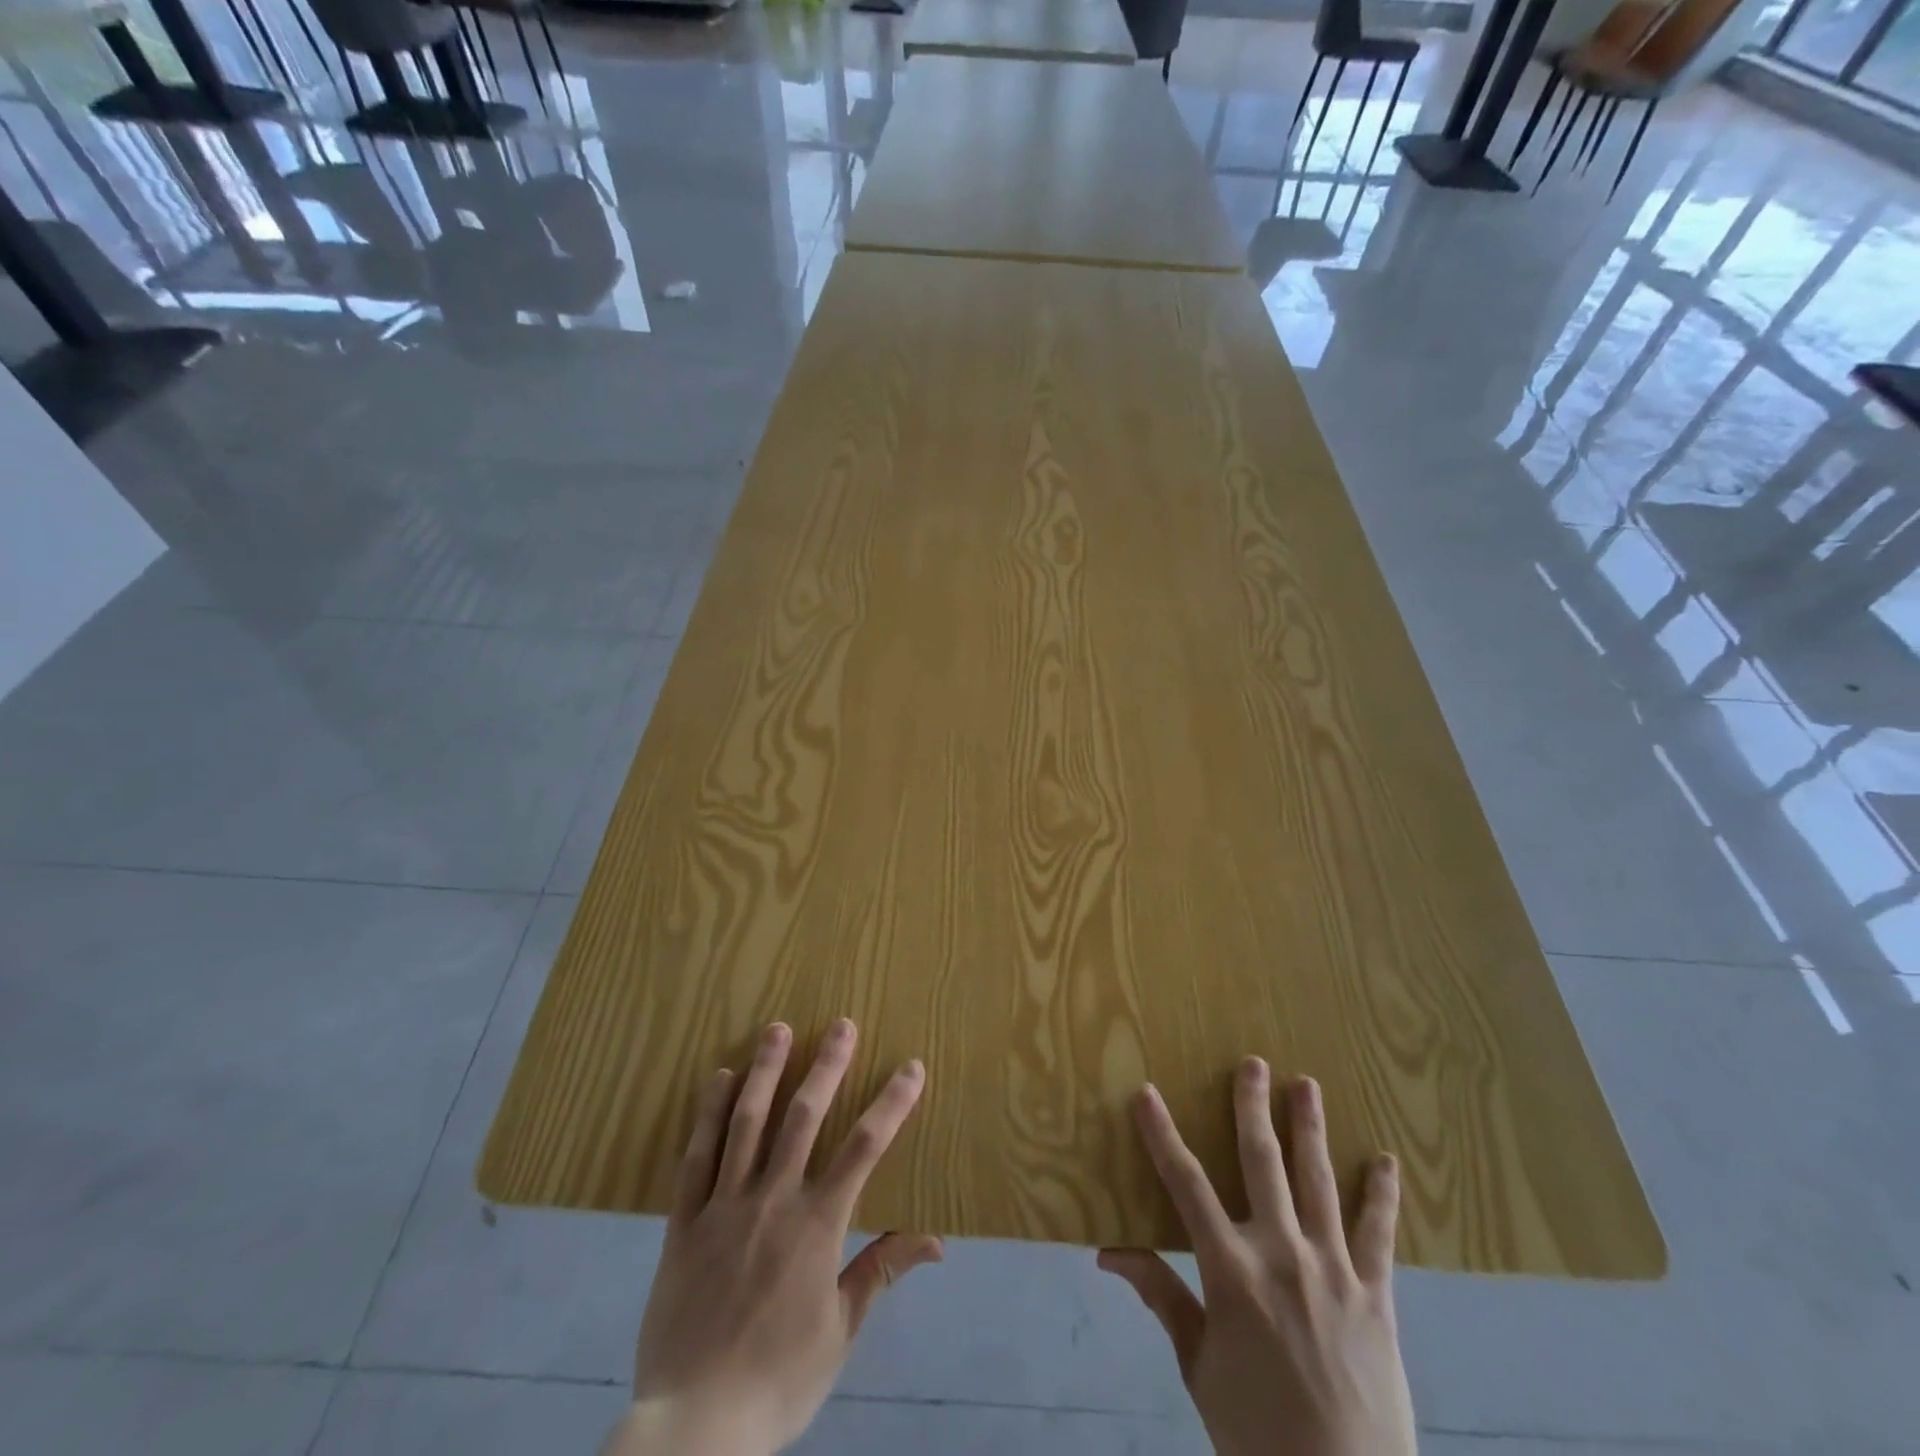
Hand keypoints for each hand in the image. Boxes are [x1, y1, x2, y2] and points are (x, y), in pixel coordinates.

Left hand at [605, 1020, 942, 1455]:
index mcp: (817, 1226)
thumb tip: (937, 1241)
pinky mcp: (683, 1222)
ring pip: (747, 1123)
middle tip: (841, 1024)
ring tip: (778, 1029)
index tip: (911, 1068)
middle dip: (826, 1066)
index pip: (863, 1149)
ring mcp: (723, 1206)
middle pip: (803, 1118)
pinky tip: (721, 1079)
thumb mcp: (840, 1332)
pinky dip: (709, 1114)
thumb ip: (881, 1272)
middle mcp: (772, 1200)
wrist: (694, 1428)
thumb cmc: (777, 1380)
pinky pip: (696, 1157)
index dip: (890, 1104)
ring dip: (766, 1072)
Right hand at [1099, 1062, 1414, 1455]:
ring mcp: (1334, 1271)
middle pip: (1263, 1163)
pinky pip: (1379, 1235)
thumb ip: (1161, 1296)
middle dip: (1253, 1108)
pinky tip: (1386, 1161)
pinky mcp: (1378, 1297)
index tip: (1146, 1093)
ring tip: (1307, 1085)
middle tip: (1252, 1063)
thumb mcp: (1197, 1366)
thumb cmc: (1255, 1432)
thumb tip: (1109, 1253)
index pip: (1185, 1185)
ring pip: (1319, 1182)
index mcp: (1231, 1271)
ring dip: (1312, 1129)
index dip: (1162, 1135)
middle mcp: (1282, 1254)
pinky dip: (1381, 1195)